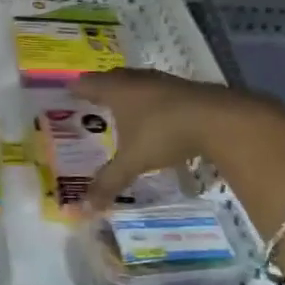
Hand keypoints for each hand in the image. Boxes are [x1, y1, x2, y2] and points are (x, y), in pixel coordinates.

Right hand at [75, 68, 284, 209]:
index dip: (76, 88)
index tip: (67, 92)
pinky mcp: (184, 88)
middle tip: (91, 98)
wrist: (217, 119)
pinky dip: (150, 99)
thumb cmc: (164, 133)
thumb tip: (85, 206)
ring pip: (136, 82)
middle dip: (101, 87)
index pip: (88, 84)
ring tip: (122, 106)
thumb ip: (109, 181)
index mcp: (116, 90)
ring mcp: (162, 81)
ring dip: (128, 92)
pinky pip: (157, 90)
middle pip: (112, 78)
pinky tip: (155, 114)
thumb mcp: (133, 161)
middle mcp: (135, 80)